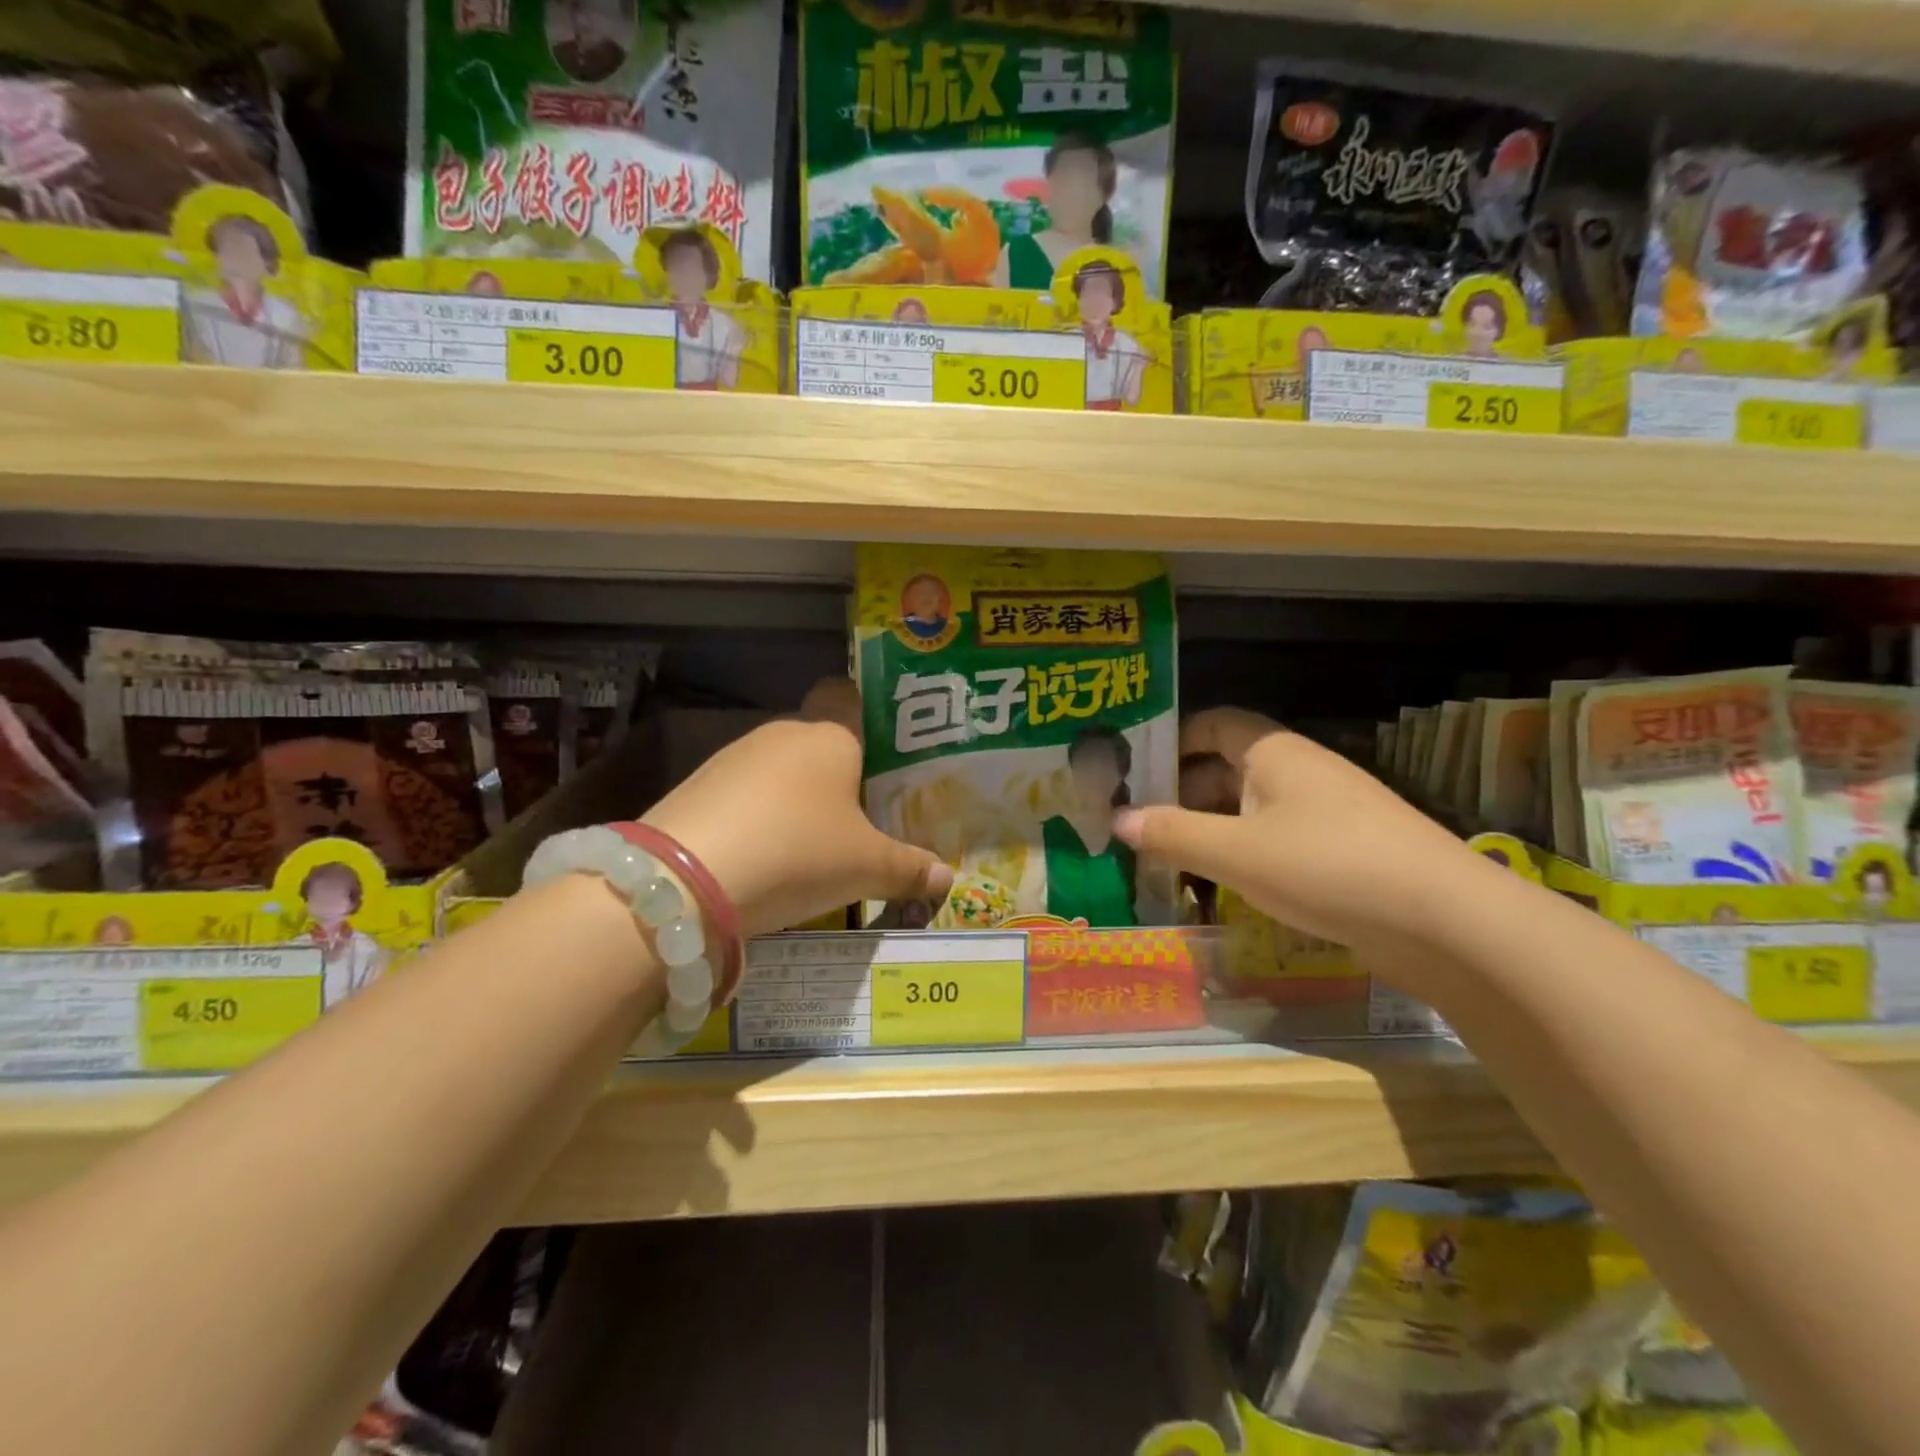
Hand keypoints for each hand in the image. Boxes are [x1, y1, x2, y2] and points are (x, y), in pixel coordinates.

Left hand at [641, 679, 952, 938]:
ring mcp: (733, 757)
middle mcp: (781, 734)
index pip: (847, 696)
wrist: (686, 878)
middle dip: (837, 773)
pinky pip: (743, 793)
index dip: (866, 713)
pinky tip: (764, 855)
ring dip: (794, 797)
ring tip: (812, 844)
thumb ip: (909, 868)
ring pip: (778, 768)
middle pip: (817, 740)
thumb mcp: (866, 867)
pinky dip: (757, 816)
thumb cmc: (799, 852)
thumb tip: (947, 876)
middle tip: (861, 815)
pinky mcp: (697, 786)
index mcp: (829, 736)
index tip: (882, 750)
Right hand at [1113, 708, 1477, 955]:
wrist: (1445, 921)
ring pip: (1250, 808)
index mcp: (1273, 752)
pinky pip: (1276, 838)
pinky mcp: (1342, 849)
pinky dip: (1243, 853)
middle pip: (1226, 767)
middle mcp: (1299, 770)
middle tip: (1138, 823)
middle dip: (1181, 792)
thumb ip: (1173, 833)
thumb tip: (1118, 819)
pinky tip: (1222, 885)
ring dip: (1210, 827)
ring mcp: (1325, 811)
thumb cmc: (1326, 866)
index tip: (1133, 770)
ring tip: (1168, 857)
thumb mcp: (1235, 852)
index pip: (1212, 723)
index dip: (1172, 739)